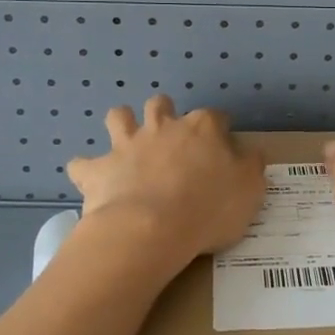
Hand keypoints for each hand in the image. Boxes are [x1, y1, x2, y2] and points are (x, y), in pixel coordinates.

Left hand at [66, 96, 264, 259]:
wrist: (151, 229)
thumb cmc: (208, 209)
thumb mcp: (250, 191)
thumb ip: (252, 167)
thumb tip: (252, 153)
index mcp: (202, 129)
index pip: (215, 117)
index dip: (219, 130)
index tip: (221, 146)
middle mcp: (163, 127)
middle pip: (161, 105)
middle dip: (164, 114)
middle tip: (170, 138)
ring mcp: (126, 145)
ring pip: (119, 116)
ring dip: (122, 125)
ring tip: (127, 143)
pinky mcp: (99, 169)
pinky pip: (83, 164)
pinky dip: (87, 170)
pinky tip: (92, 180)